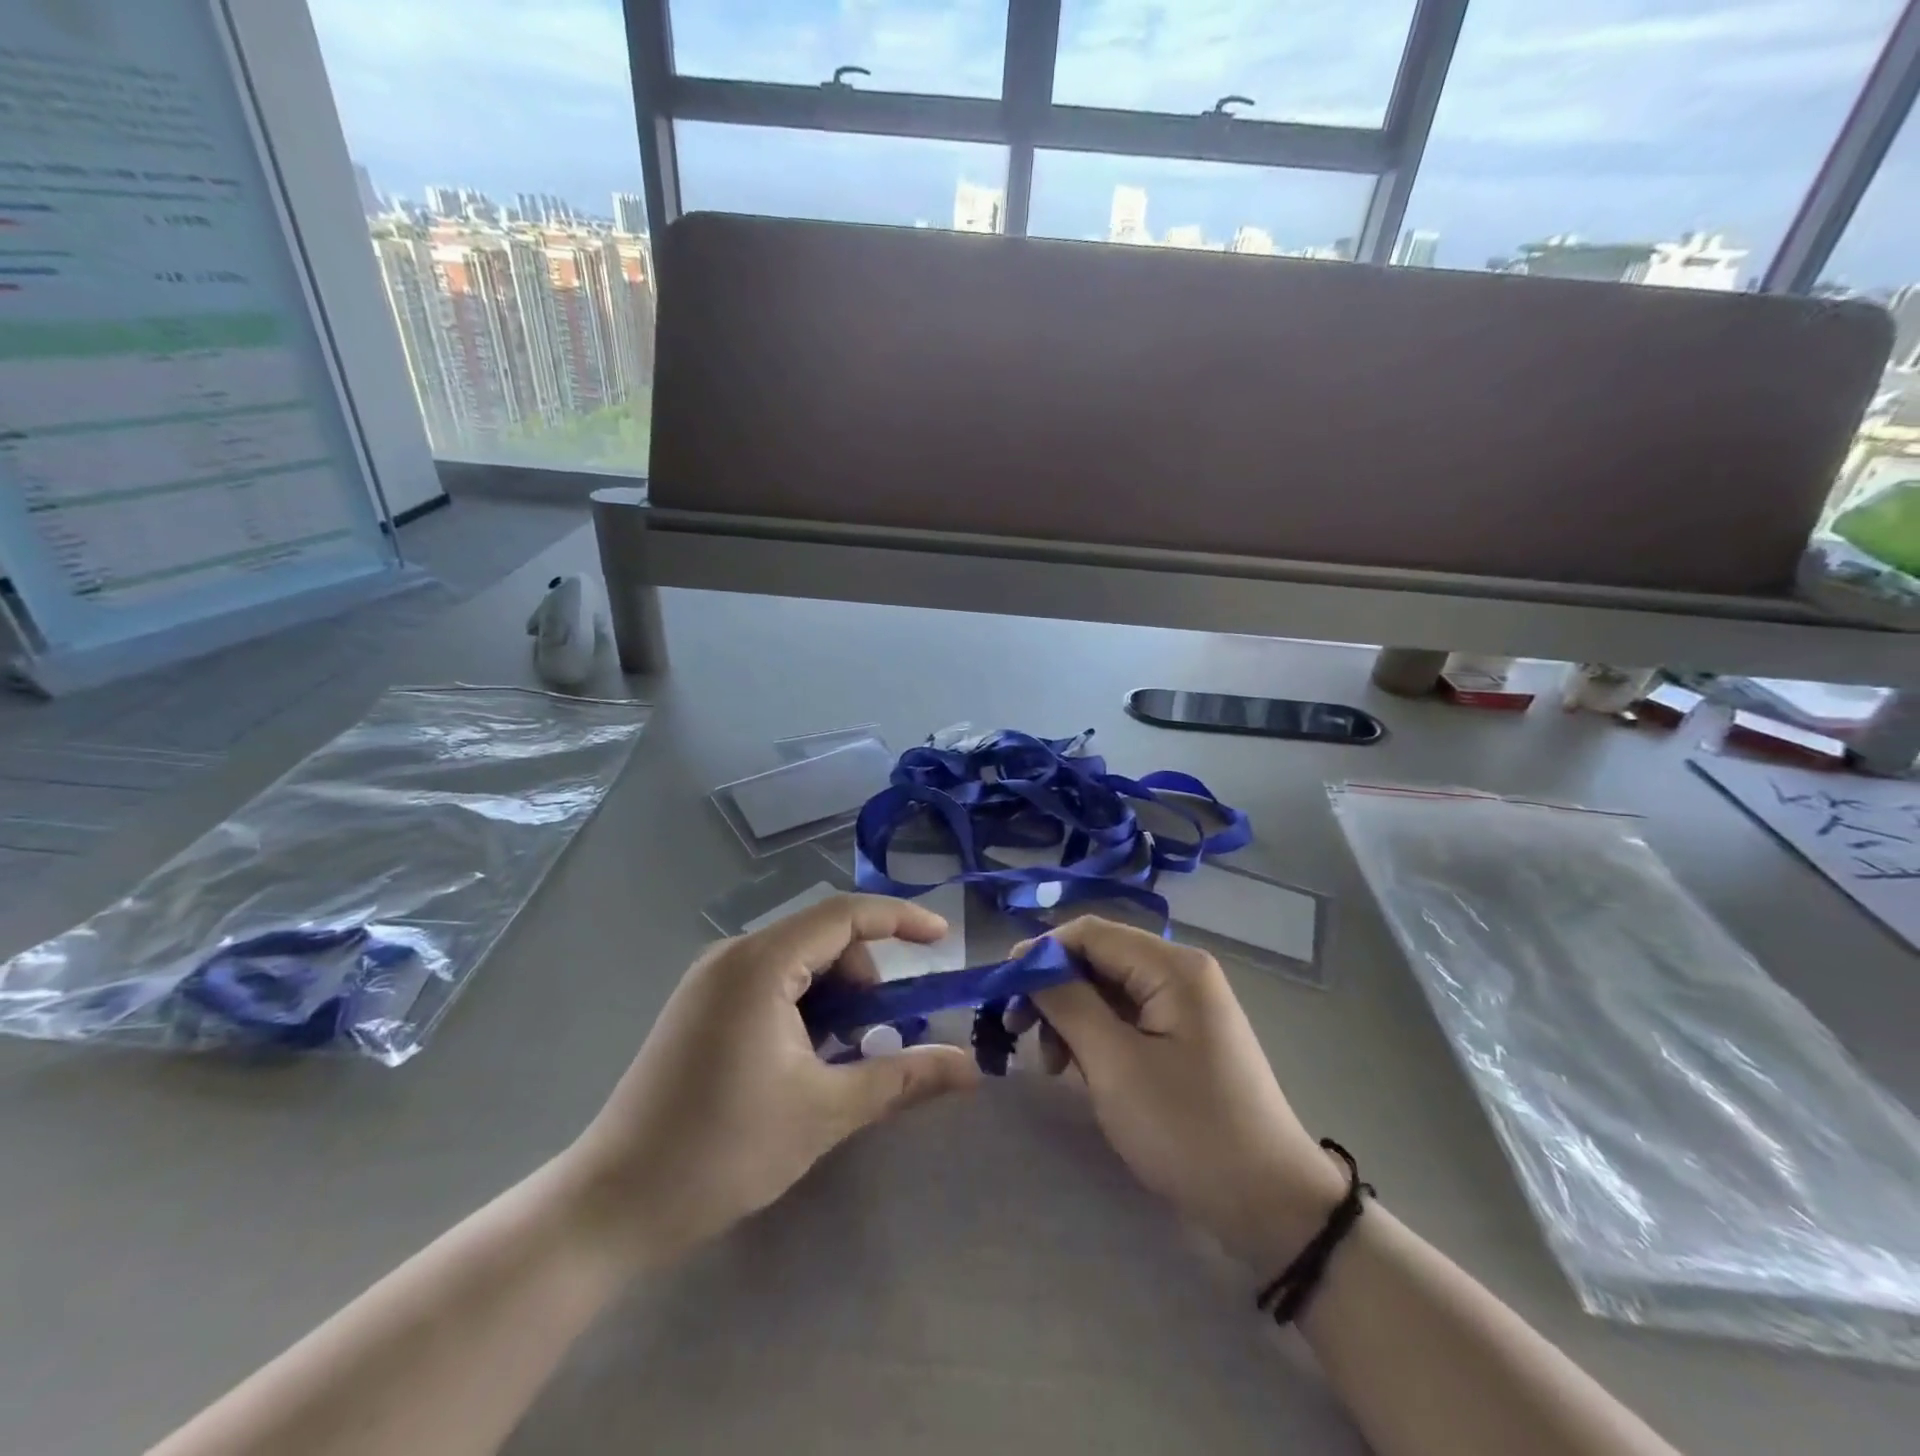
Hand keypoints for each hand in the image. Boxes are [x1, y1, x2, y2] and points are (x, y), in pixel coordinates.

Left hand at [564, 894, 979, 1266]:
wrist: (611, 1206)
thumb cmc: (722, 1151)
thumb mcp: (825, 1112)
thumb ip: (902, 1078)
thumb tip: (971, 1068)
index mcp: (760, 963)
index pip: (845, 914)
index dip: (901, 919)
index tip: (943, 939)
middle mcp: (733, 955)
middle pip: (823, 937)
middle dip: (865, 976)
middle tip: (880, 1036)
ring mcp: (710, 979)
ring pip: (798, 962)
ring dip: (835, 997)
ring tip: (839, 1059)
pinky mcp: (700, 1006)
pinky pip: (771, 982)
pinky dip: (804, 1007)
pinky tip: (803, 1060)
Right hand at [1019, 916, 1347, 1269]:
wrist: (1272, 1207)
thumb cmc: (1189, 1130)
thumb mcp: (1116, 1065)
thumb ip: (1068, 1003)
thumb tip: (1030, 964)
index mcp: (1172, 966)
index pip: (1090, 933)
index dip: (1040, 953)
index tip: (1001, 990)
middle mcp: (1182, 973)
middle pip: (1098, 959)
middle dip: (1053, 990)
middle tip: (1016, 1031)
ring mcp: (1186, 1006)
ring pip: (1108, 990)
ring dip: (1071, 1017)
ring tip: (1049, 1065)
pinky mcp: (1185, 1037)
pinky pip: (1128, 1018)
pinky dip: (1096, 1036)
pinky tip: (1079, 1069)